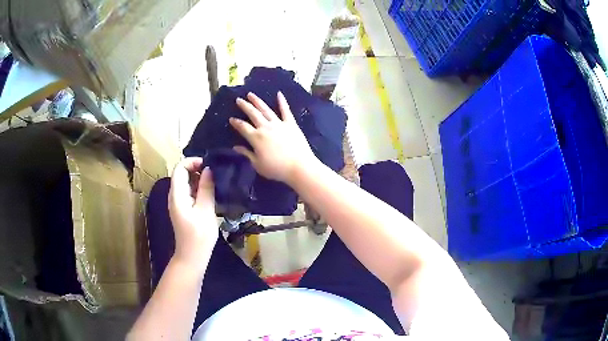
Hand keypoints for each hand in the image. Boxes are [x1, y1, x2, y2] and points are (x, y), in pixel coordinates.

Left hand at [168, 158, 217, 268]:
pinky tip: (210, 193)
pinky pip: (188, 192)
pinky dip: (198, 188)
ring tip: (215, 182)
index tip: (209, 165)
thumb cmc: (199, 236)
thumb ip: (206, 188)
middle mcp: (174, 196)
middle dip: (197, 169)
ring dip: (199, 179)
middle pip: (181, 174)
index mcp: (177, 195)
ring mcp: (177, 203)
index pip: (179, 168)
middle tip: (215, 173)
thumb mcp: (205, 211)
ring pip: (186, 183)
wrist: (192, 257)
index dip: (192, 162)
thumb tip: (209, 169)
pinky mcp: (182, 209)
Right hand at [230, 92, 318, 183]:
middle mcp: (266, 127)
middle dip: (245, 106)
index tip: (231, 119)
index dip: (236, 123)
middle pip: (253, 114)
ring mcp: (279, 124)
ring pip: (266, 109)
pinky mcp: (291, 124)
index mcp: (256, 138)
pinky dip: (282, 101)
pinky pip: (286, 110)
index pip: (243, 127)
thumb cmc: (277, 169)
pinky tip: (279, 94)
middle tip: (238, 99)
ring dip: (258, 101)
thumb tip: (236, 147)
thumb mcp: (258, 165)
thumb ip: (247, 154)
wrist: (299, 166)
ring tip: (251, 94)